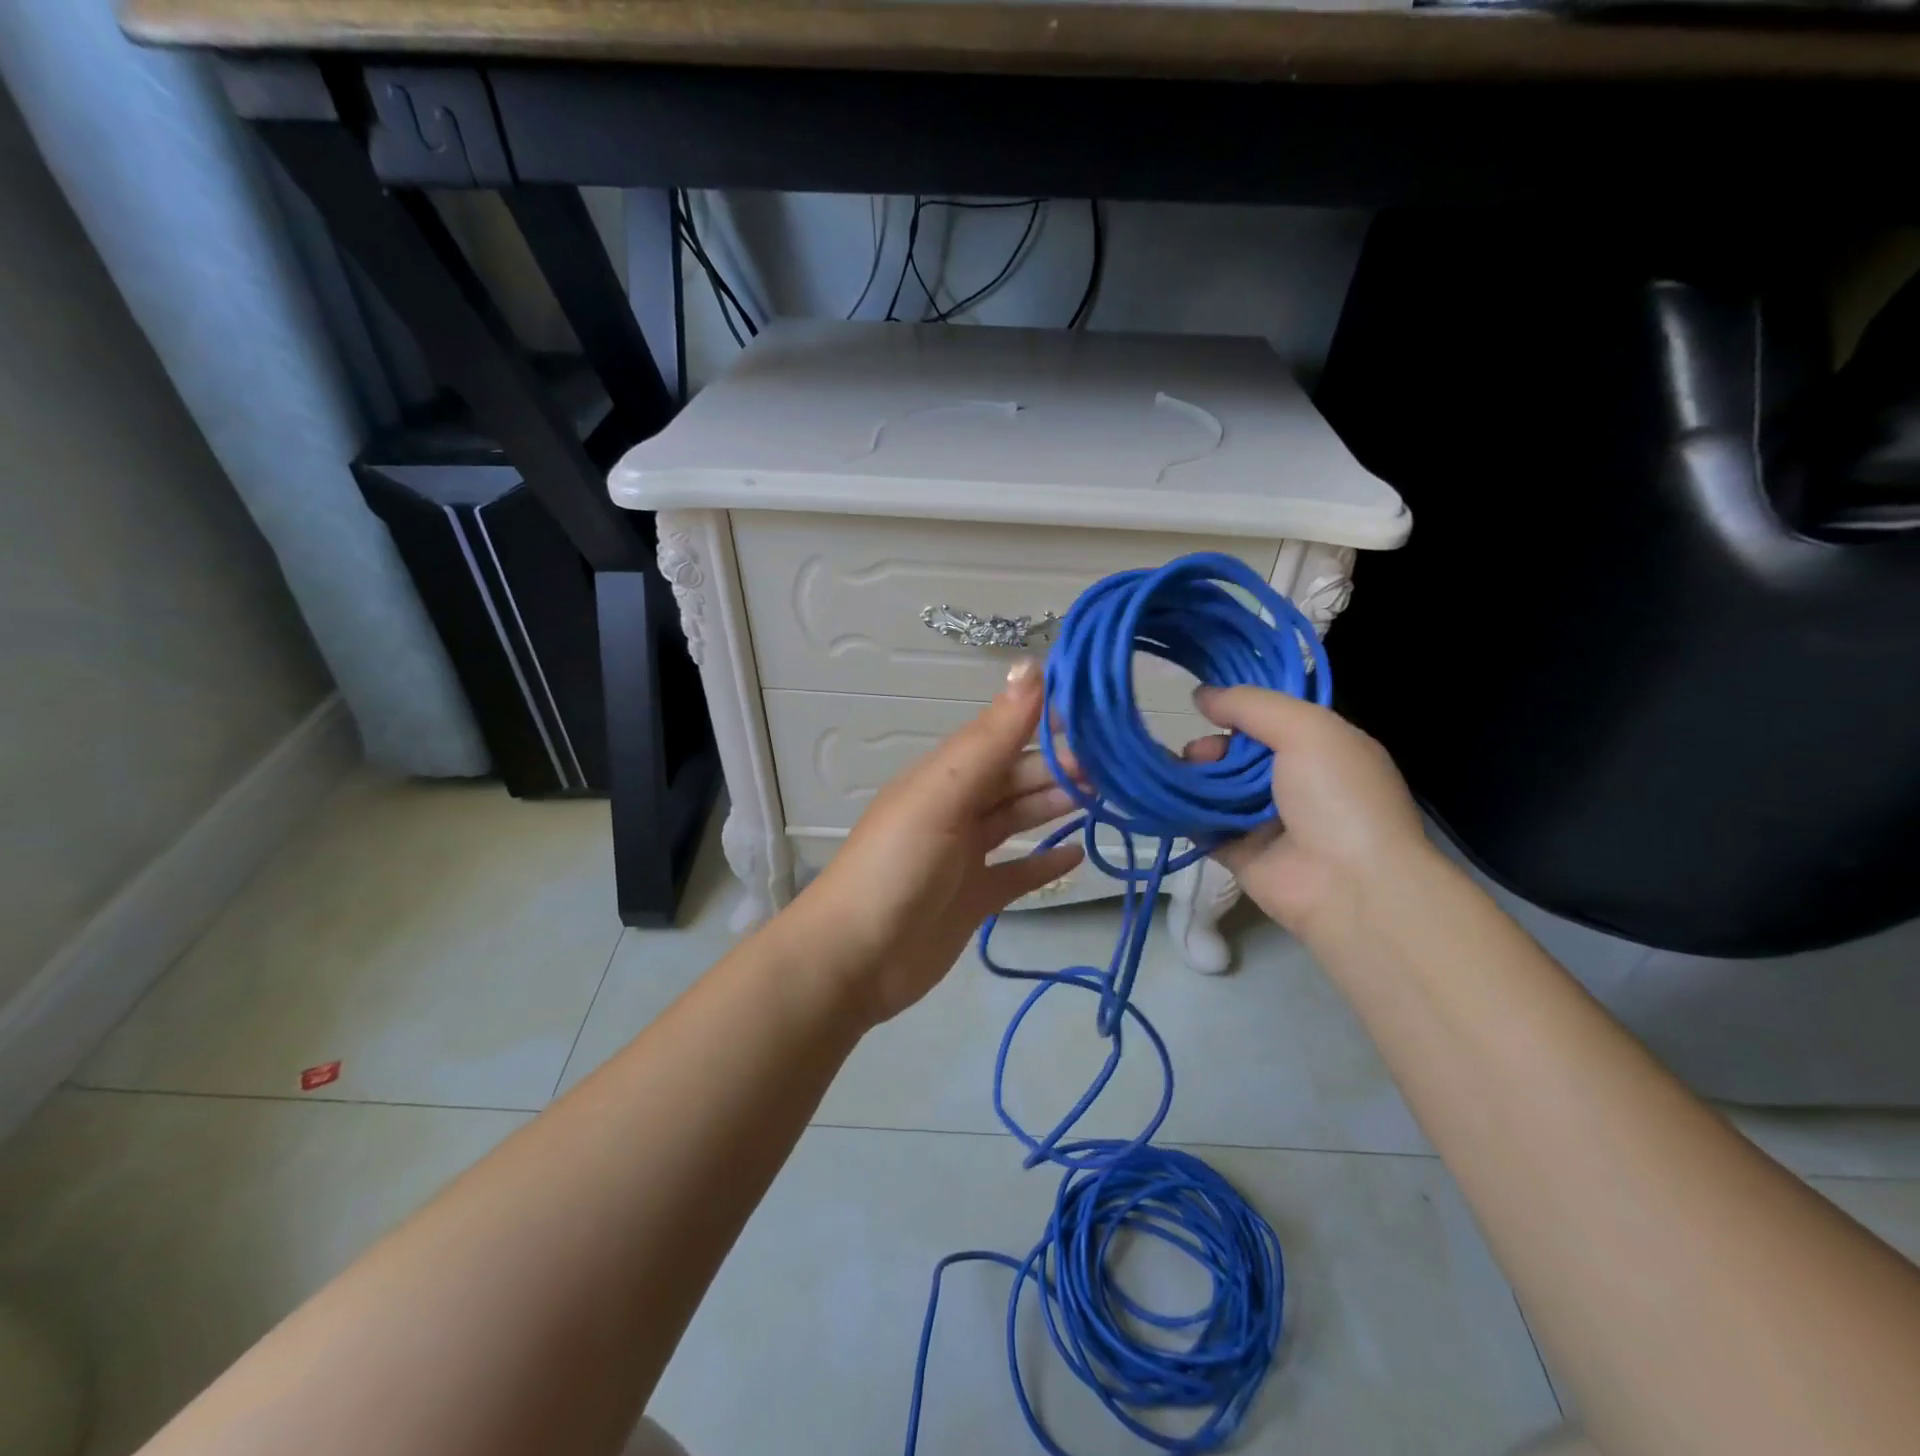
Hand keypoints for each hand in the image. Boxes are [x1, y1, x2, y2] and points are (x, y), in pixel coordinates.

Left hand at [795, 661, 1084, 1024]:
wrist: (855, 960)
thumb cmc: (897, 867)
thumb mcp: (943, 795)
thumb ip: (990, 738)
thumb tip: (1030, 666)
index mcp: (945, 776)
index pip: (1004, 735)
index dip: (1048, 721)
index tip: (1101, 711)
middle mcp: (956, 807)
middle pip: (1016, 778)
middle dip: (1062, 767)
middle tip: (1119, 764)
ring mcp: (965, 854)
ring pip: (1019, 819)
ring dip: (1057, 805)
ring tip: (1108, 796)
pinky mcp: (975, 898)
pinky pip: (1018, 873)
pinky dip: (1045, 863)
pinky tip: (1078, 855)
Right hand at [1185, 686, 1431, 934]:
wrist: (1350, 885)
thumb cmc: (1338, 795)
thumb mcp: (1306, 728)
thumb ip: (1251, 705)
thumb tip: (1201, 695)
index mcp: (1322, 749)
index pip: (1273, 719)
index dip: (1240, 708)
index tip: (1204, 702)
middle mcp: (1295, 782)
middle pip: (1240, 753)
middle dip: (1213, 746)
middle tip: (1196, 752)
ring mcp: (1267, 820)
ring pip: (1219, 788)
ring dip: (1194, 776)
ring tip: (1178, 773)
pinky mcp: (1240, 853)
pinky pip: (1205, 826)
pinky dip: (1184, 813)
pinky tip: (1164, 799)